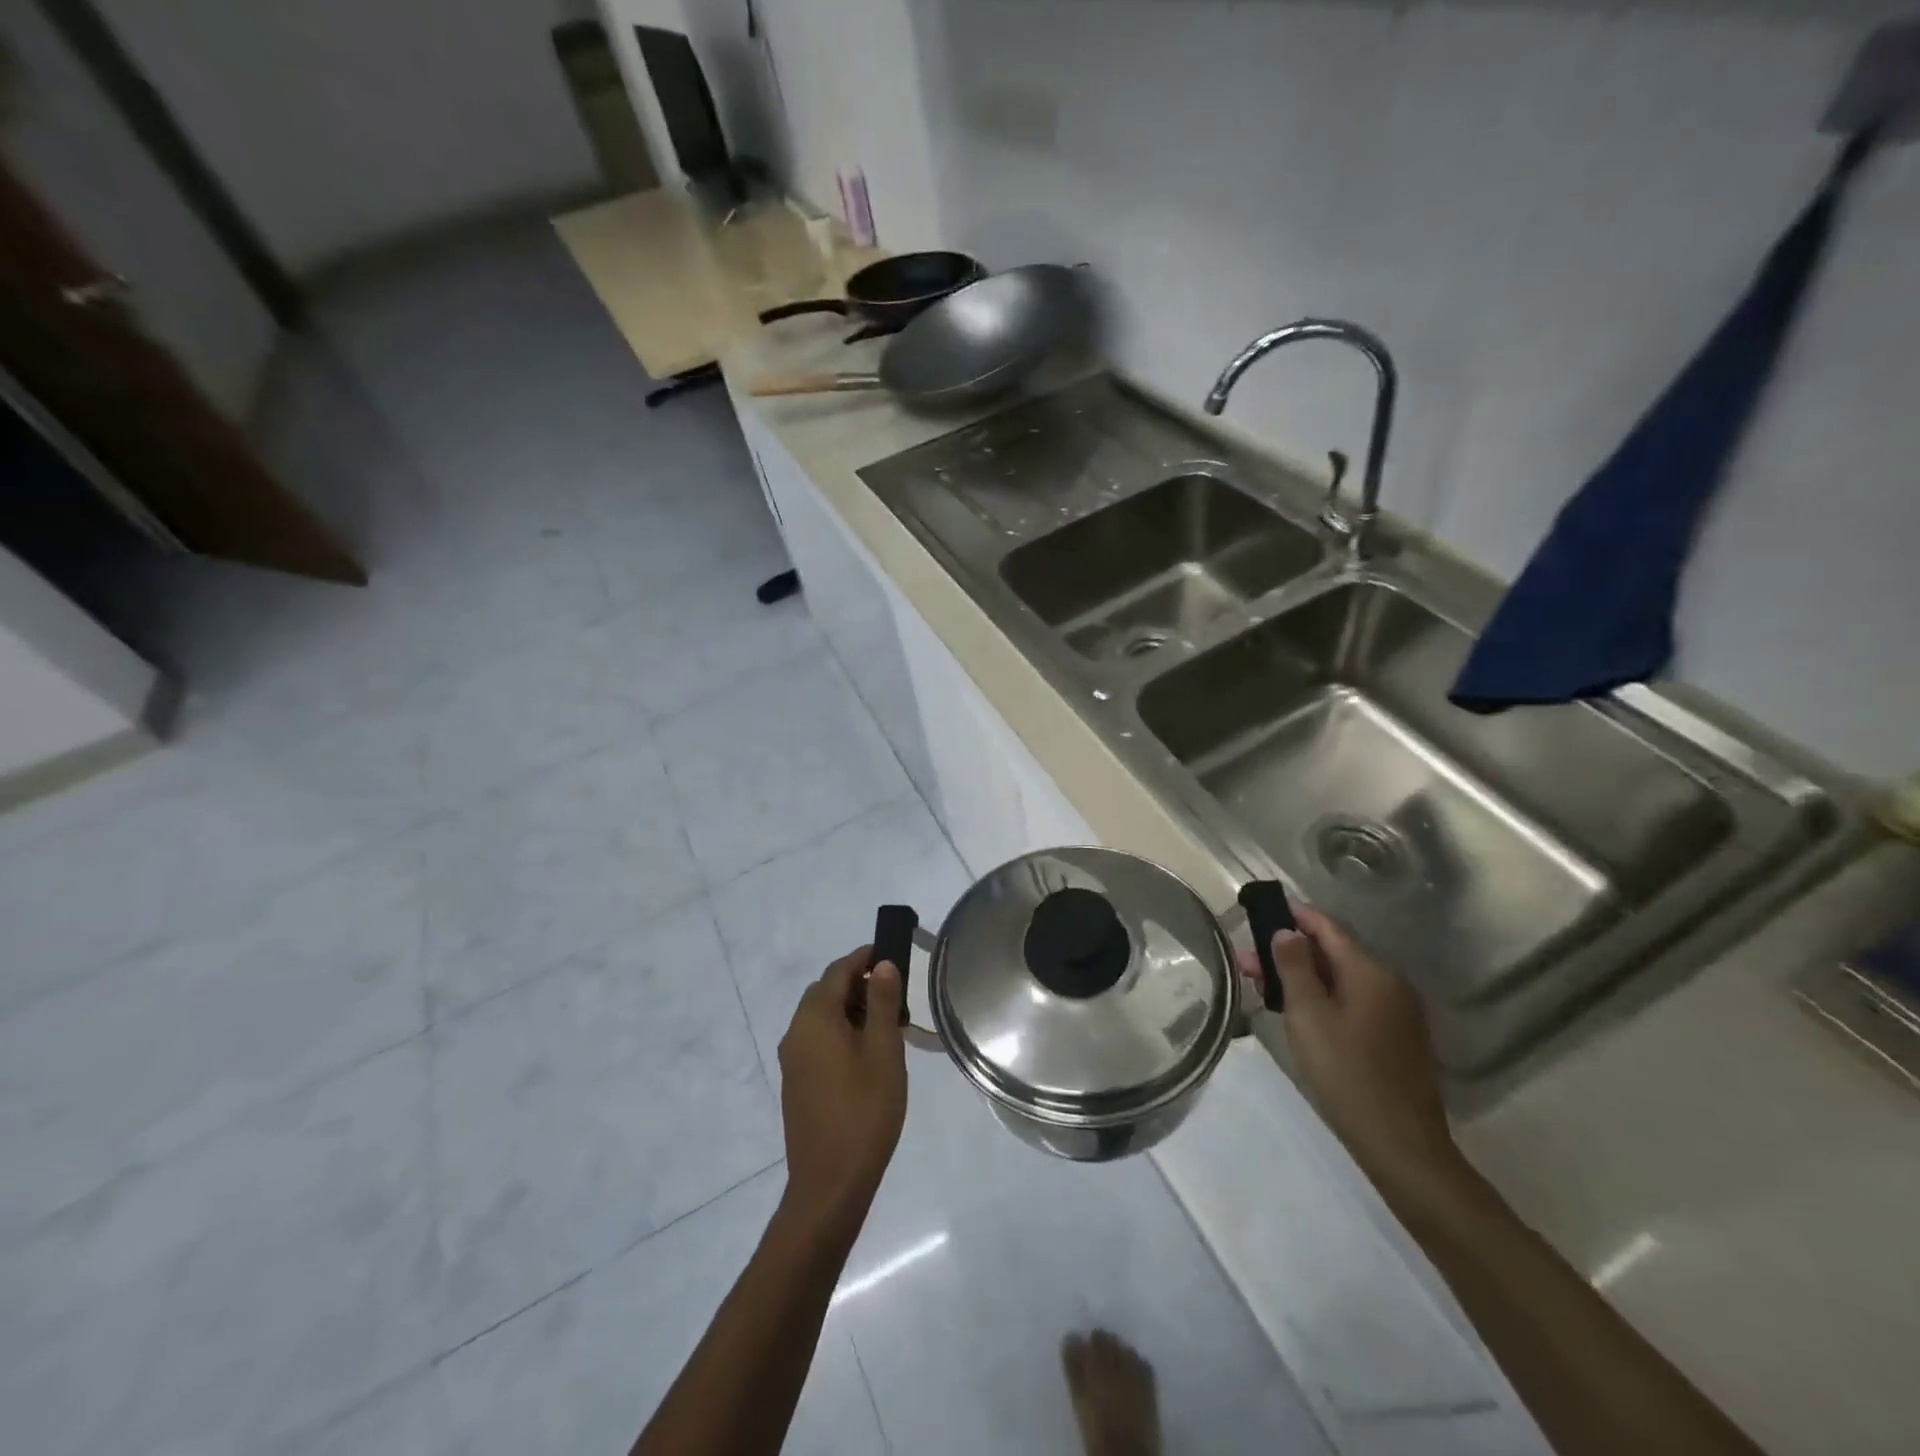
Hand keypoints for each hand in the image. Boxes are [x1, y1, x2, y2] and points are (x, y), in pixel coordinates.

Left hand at [775, 947, 907, 1230]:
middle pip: (826, 991)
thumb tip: (882, 965)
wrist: (829, 1184)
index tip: (892, 954)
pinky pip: (817, 1040)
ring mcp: (792, 1059)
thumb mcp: (883, 1051)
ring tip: (888, 1028)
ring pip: (821, 1017)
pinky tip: (867, 1056)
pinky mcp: (795, 1082)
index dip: (865, 957)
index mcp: (815, 1018)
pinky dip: (840, 1033)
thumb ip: (882, 1002)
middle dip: (859, 985)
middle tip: (896, 997)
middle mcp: (796, 1032)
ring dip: (851, 1010)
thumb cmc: (864, 1111)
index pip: (838, 971)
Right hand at [1238, 905, 1460, 1198]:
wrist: (1401, 1145)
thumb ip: (1295, 966)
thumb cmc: (1347, 1073)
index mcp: (1371, 971)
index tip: (1260, 910)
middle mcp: (1390, 983)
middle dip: (1289, 952)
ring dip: (1302, 977)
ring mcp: (1397, 1011)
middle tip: (1247, 962)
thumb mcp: (1308, 1015)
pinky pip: (1353, 1001)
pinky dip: (1323, 997)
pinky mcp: (1395, 1037)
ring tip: (1262, 987)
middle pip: (1333, 952)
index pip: (1328, 927)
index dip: (1293, 915)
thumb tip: (1286, 932)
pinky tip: (1297, 1012)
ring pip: (1341, 979)